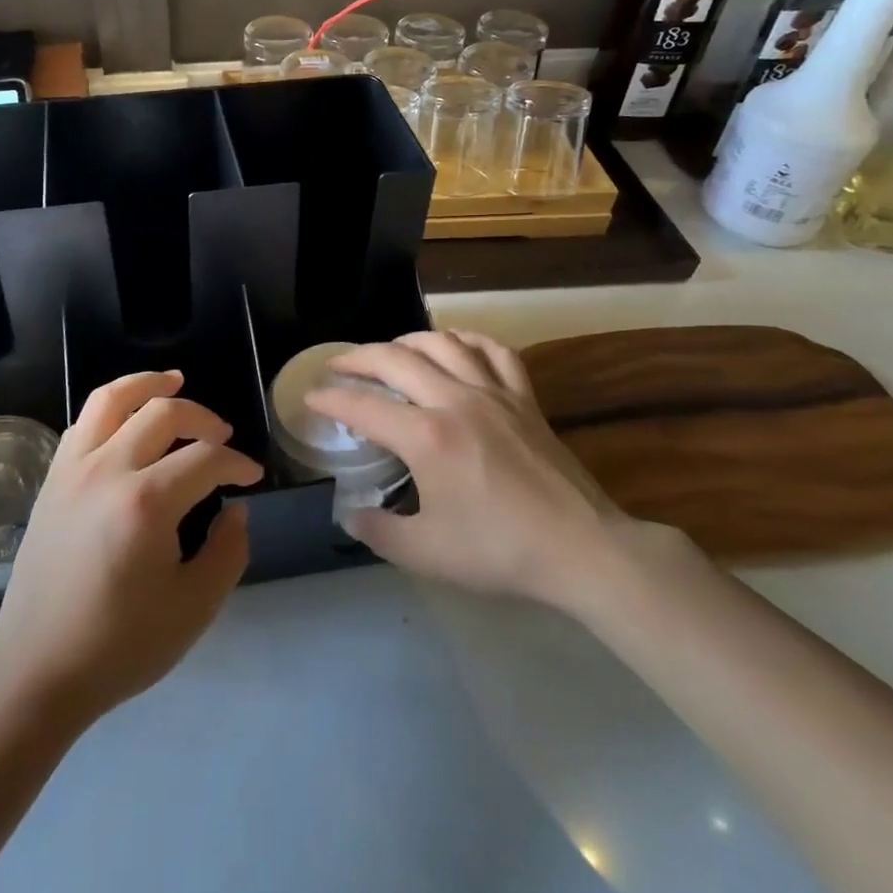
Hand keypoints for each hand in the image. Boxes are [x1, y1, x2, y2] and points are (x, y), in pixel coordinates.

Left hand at [0, 371, 262, 724]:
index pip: (205, 459)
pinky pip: (83, 422)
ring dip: (148, 384)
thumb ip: (228, 551)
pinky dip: (112, 407)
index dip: (237, 463)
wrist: (38, 671)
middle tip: (222, 437)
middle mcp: (107, 470)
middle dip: (203, 418)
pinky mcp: (51, 479)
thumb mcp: (194, 608)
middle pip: (163, 413)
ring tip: (174, 381)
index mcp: (146, 502)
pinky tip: (128, 421)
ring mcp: (72, 469)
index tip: (252, 476)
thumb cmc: (120, 645)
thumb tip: (235, 509)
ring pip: (112, 399)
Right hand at [306, 330, 627, 614]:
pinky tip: (455, 344)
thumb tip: (351, 516)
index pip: (363, 406)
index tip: (310, 397)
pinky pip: (493, 350)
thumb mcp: (426, 553)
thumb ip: (379, 531)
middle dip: (358, 358)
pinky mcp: (524, 397)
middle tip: (337, 366)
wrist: (582, 549)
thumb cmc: (499, 551)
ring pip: (441, 343)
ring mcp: (493, 393)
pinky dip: (467, 339)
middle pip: (395, 360)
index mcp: (426, 437)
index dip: (330, 400)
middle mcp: (454, 400)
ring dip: (406, 341)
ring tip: (389, 351)